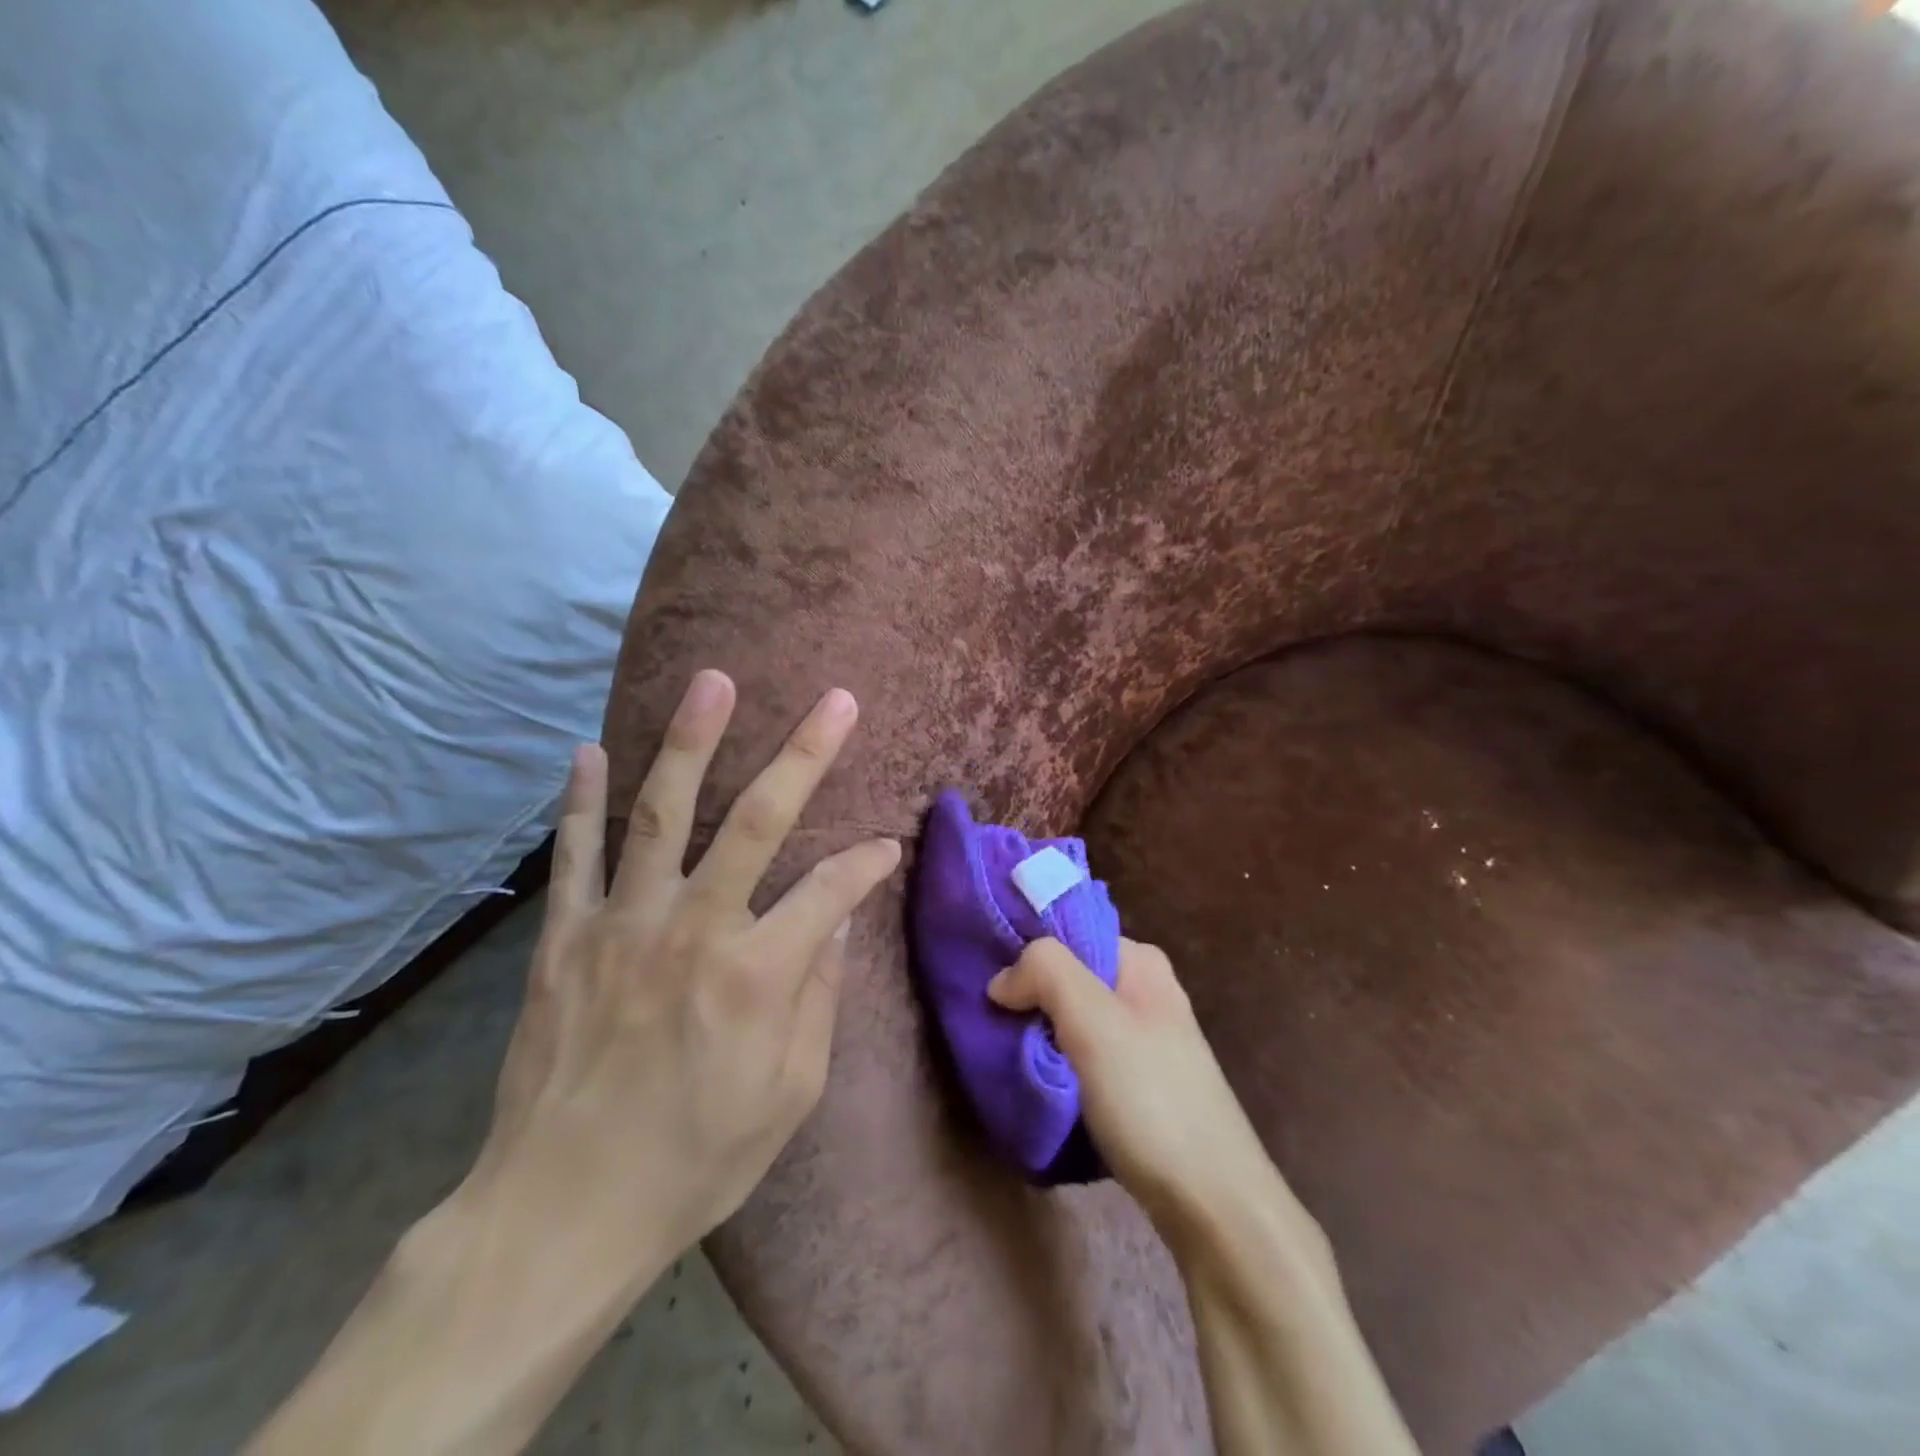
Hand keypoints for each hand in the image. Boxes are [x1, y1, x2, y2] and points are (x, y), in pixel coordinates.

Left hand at [468, 670, 901, 1275]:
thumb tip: (837, 917)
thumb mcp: (789, 1095)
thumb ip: (819, 995)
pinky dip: (584, 800)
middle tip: (835, 700)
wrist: (560, 1215)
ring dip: (691, 742)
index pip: (832, 888)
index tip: (888, 846)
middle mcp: (693, 929)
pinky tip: (591, 749)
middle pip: (756, 820)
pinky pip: (574, 855)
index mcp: (757, 973)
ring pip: (662, 813)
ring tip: (714, 683)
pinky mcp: (564, 939)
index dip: (868, 862)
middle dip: (804, 754)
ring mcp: (621, 925)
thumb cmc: (695, 1161)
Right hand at [987, 938, 1289, 1244]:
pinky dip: (1056, 1063)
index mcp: (1141, 962)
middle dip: (1029, 995)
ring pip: (1072, 1019)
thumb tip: (1002, 979)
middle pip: (1068, 976)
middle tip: (991, 1022)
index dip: (1026, 951)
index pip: (1068, 931)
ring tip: (1004, 1050)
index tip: (987, 980)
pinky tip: (1035, 1080)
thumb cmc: (1152, 1101)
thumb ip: (1047, 973)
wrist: (1213, 1206)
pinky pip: (1082, 1055)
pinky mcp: (1138, 1084)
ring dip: (1039, 1032)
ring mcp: (1143, 1041)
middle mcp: (1144, 992)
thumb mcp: (1094, 1022)